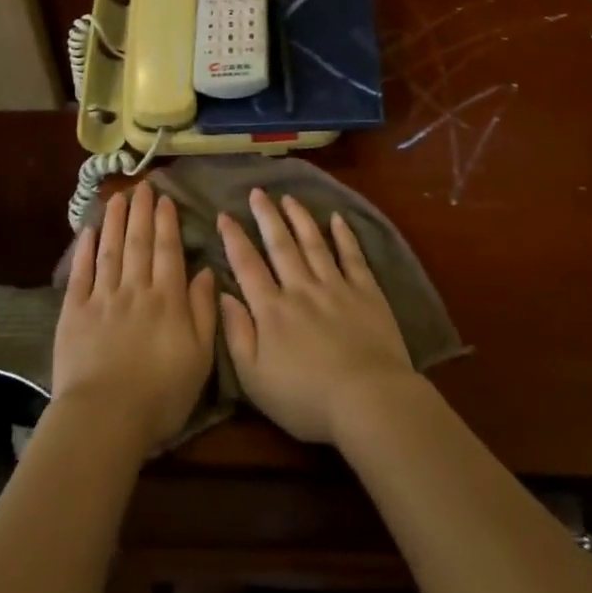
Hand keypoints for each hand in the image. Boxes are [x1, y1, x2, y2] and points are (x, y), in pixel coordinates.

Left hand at [53, 183, 217, 452]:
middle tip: (142, 186)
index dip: (167, 223)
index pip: (168, 251)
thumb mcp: (199, 357)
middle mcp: (135, 289)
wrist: (106, 417)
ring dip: (115, 220)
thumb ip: (203, 311)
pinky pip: (81, 273)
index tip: (165, 199)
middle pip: (138, 242)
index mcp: (167, 299)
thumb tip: (205, 272)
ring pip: (111, 250)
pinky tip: (88, 231)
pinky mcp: (74, 312)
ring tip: (118, 197)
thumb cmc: (161, 394)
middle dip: (141, 211)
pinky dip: (85, 250)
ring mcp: (102, 298)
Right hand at [218, 189, 417, 443]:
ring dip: (300, 218)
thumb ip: (236, 334)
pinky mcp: (366, 292)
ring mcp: (335, 287)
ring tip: (289, 197)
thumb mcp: (255, 379)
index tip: (224, 215)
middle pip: (280, 245)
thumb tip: (223, 294)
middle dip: (266, 216)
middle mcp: (301, 288)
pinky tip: (337, 218)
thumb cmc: (305, 398)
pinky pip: (352, 256)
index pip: (247, 265)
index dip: (234, 239)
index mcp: (271, 310)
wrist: (367, 400)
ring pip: (313, 243)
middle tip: (257, 192)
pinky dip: (344, 236)